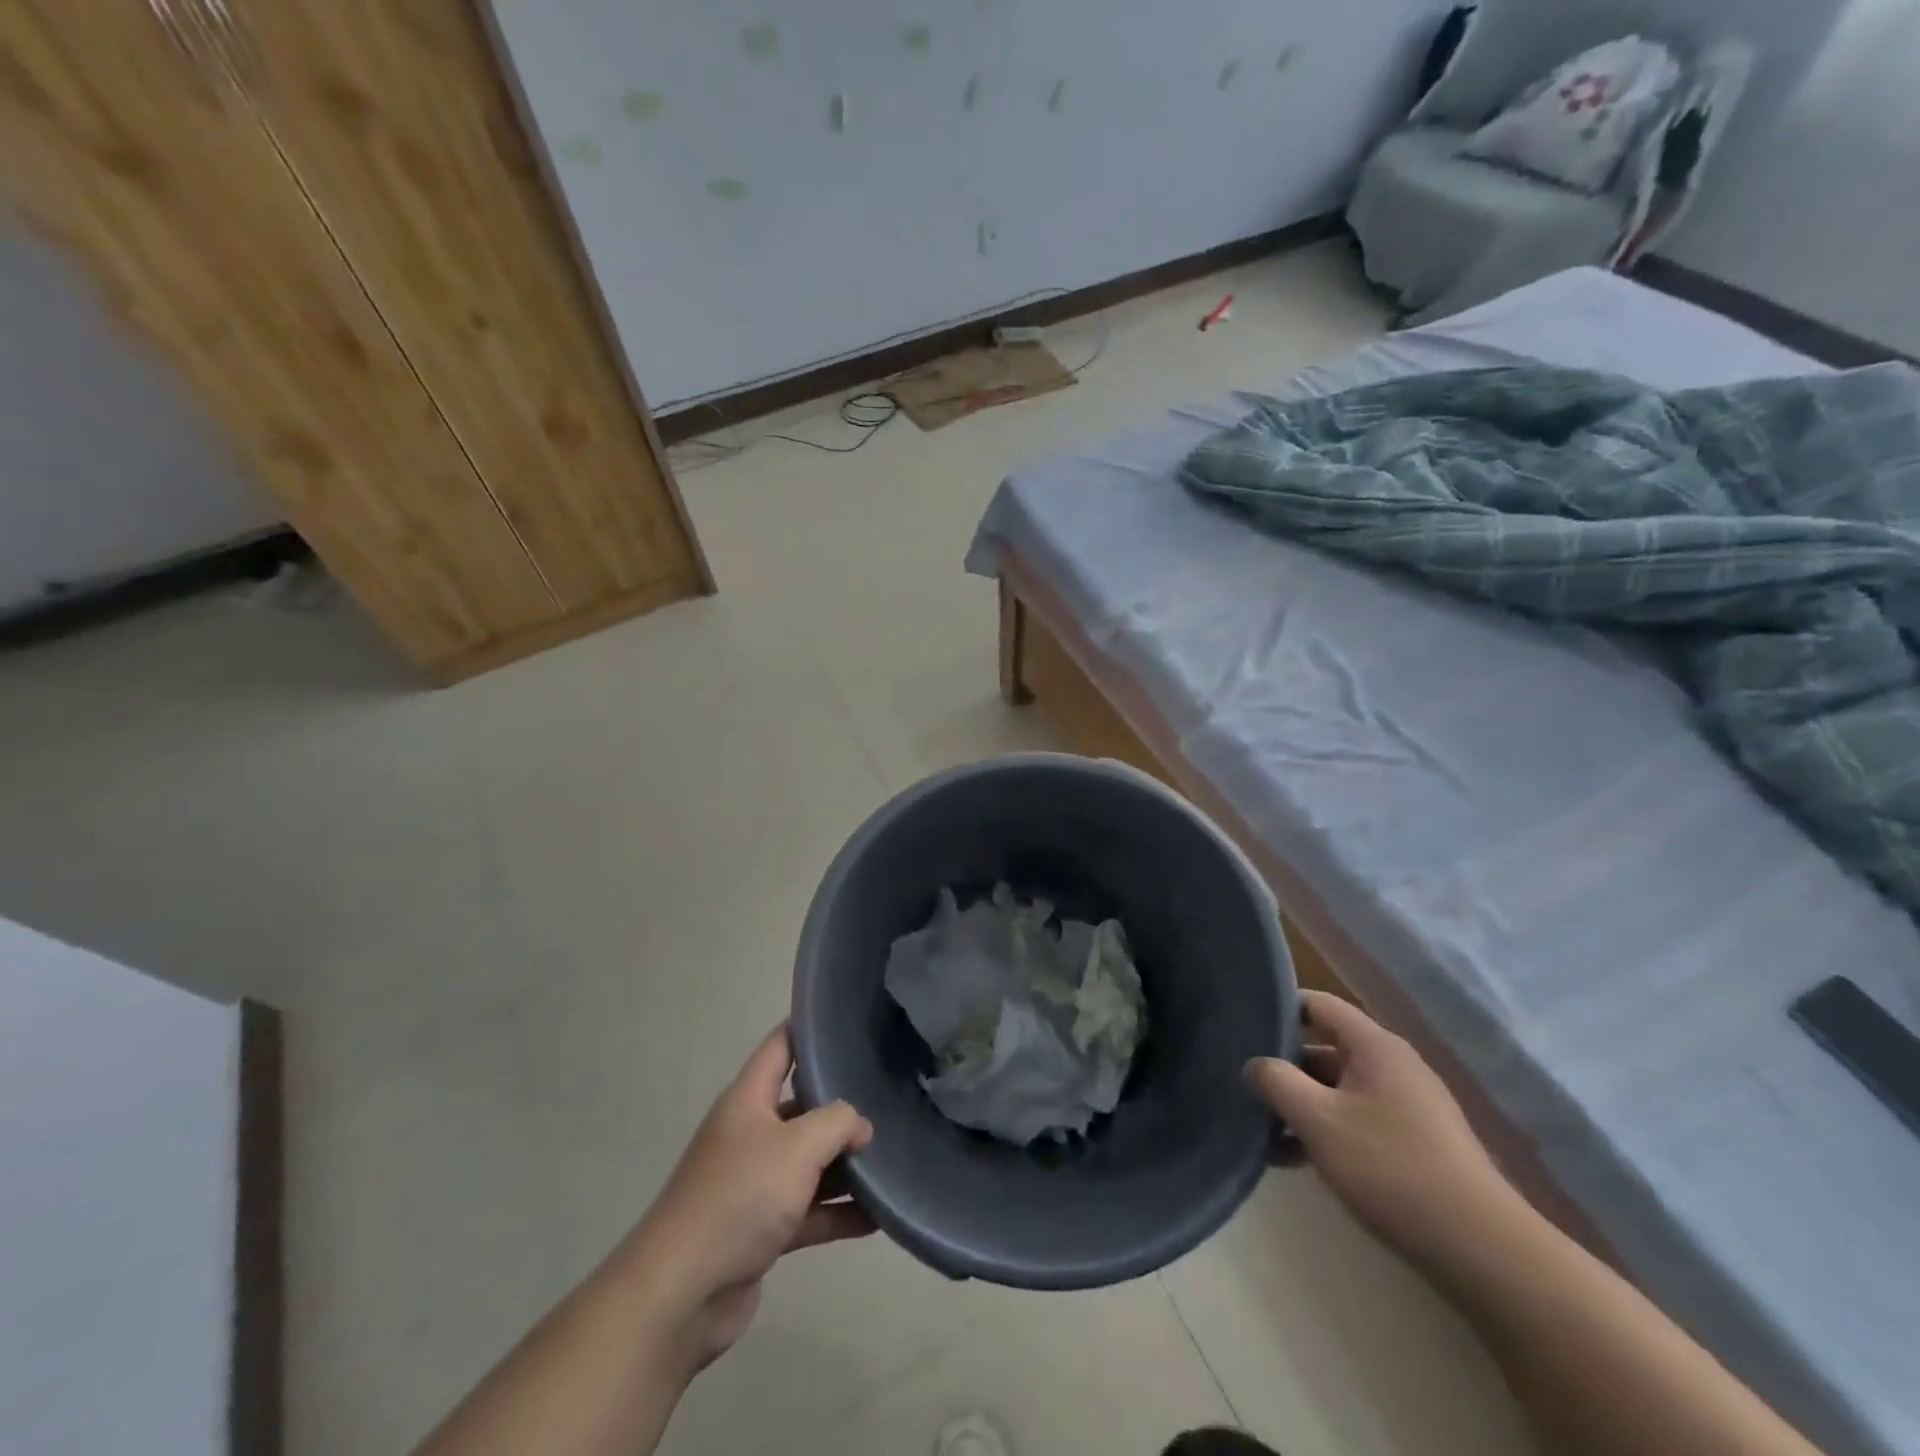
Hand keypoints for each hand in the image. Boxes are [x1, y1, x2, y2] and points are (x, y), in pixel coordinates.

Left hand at [628, 1026, 874, 1371]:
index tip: (848, 1020)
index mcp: (748, 1100)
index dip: (809, 1028)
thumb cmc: (738, 1197)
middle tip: (889, 1095)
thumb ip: (838, 1123)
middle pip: (802, 1106)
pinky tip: (879, 1217)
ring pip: (810, 1162)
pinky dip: (839, 1212)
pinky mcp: (762, 1229)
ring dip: (846, 1164)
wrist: (681, 1294)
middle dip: (842, 1104)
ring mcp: (755, 1183)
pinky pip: (810, 1210)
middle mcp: (750, 1134)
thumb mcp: (797, 1146)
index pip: (780, 1046)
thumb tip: (860, 1127)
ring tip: (893, 1157)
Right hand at [1245, 991, 1520, 1270]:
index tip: (1242, 1026)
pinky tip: (1293, 1160)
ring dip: (1301, 1105)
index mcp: (1374, 1046)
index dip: (1279, 1008)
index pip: (1317, 1004)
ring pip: (1337, 1089)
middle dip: (1283, 1067)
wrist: (1482, 1250)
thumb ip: (1277, 1082)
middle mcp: (1393, 1065)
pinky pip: (1356, 1119)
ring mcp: (1407, 1105)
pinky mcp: (1413, 1142)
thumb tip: (1254, 1064)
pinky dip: (1325, 1130)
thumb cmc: (1391, 1169)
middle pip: (1324, 1048)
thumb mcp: (1319, 1121)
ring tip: (1260, 1130)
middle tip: (1243, 1085)